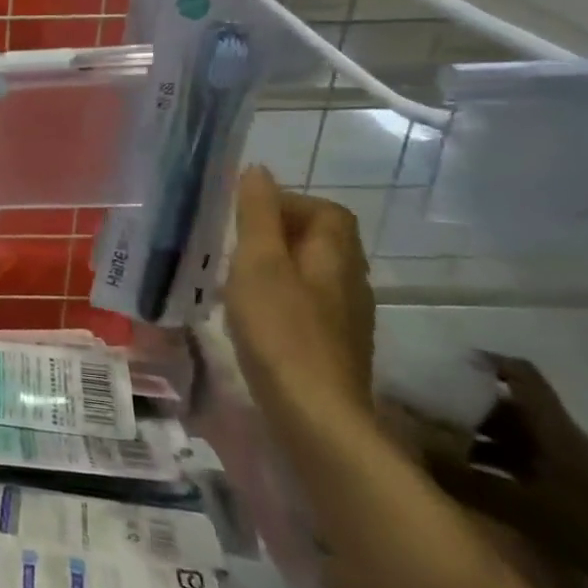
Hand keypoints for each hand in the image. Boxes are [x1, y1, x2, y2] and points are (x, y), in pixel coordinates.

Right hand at [223, 167, 374, 422]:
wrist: (316, 416)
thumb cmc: (281, 329)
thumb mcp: (258, 262)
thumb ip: (257, 214)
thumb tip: (258, 171)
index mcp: (336, 256)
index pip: (327, 211)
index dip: (290, 203)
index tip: (248, 215)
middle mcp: (351, 283)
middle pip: (323, 242)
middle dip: (280, 234)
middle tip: (236, 244)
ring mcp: (347, 320)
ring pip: (314, 276)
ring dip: (278, 268)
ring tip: (237, 277)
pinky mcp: (334, 349)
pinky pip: (309, 306)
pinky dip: (282, 299)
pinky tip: (254, 316)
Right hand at [419, 355, 587, 569]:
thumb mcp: (525, 508)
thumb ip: (468, 481)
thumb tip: (416, 453)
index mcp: (552, 427)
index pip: (519, 374)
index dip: (483, 362)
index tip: (443, 364)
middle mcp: (558, 436)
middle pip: (506, 404)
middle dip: (464, 403)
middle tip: (424, 408)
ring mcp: (567, 463)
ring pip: (512, 433)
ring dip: (476, 434)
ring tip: (437, 443)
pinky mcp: (570, 487)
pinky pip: (521, 459)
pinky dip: (493, 460)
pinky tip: (470, 476)